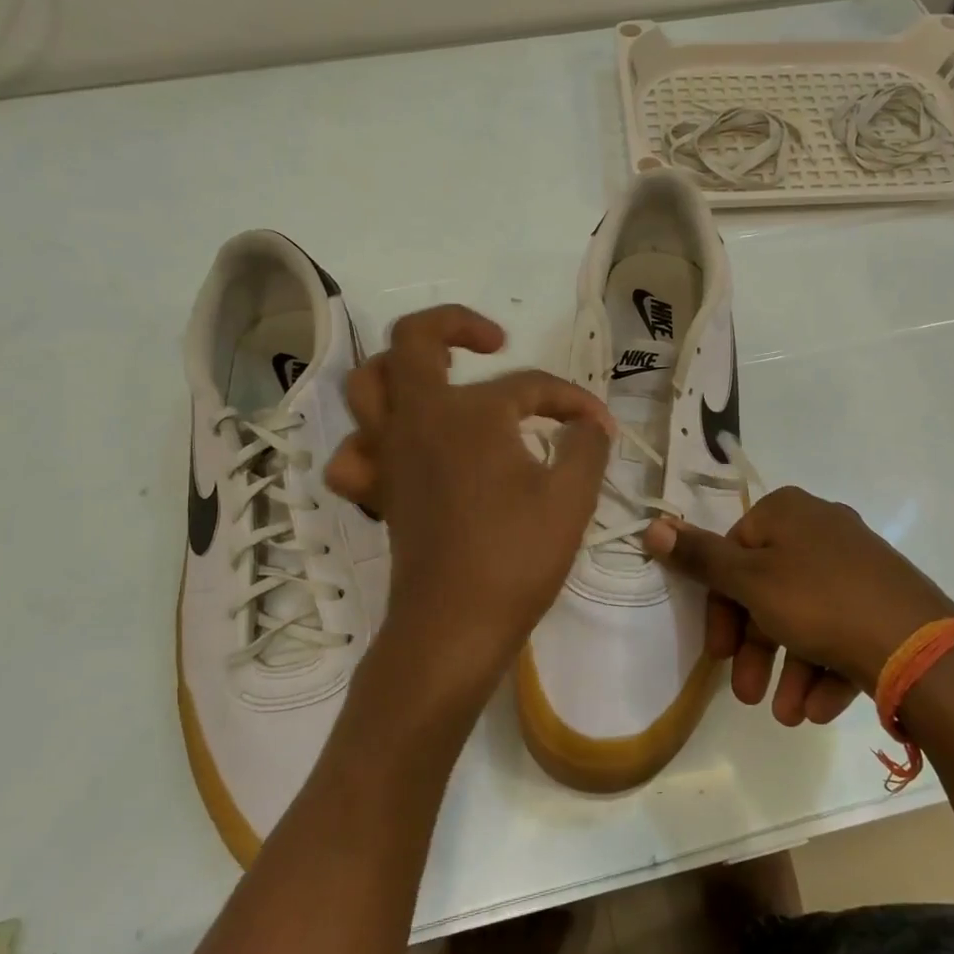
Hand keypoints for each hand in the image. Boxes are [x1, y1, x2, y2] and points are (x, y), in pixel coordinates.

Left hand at [324, 305, 612, 714]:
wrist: (454, 628)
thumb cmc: (516, 556)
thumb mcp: (572, 497)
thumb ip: (586, 446)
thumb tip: (590, 425)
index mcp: (470, 414)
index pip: (528, 386)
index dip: (570, 400)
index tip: (599, 426)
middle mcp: (419, 419)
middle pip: (412, 341)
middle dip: (454, 325)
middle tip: (491, 343)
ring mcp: (389, 454)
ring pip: (366, 386)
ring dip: (399, 371)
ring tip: (438, 381)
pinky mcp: (378, 492)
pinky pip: (354, 454)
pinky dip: (370, 443)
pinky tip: (401, 451)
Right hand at [643, 487, 953, 725]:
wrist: (921, 647)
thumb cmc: (819, 602)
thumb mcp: (749, 581)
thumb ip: (699, 558)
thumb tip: (652, 526)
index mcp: (788, 513)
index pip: (734, 554)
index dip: (721, 607)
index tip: (718, 653)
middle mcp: (823, 529)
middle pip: (769, 590)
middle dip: (756, 649)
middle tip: (747, 695)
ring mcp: (859, 565)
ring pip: (806, 618)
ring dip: (790, 670)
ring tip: (788, 716)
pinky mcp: (885, 601)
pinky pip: (842, 630)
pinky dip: (825, 669)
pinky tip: (820, 710)